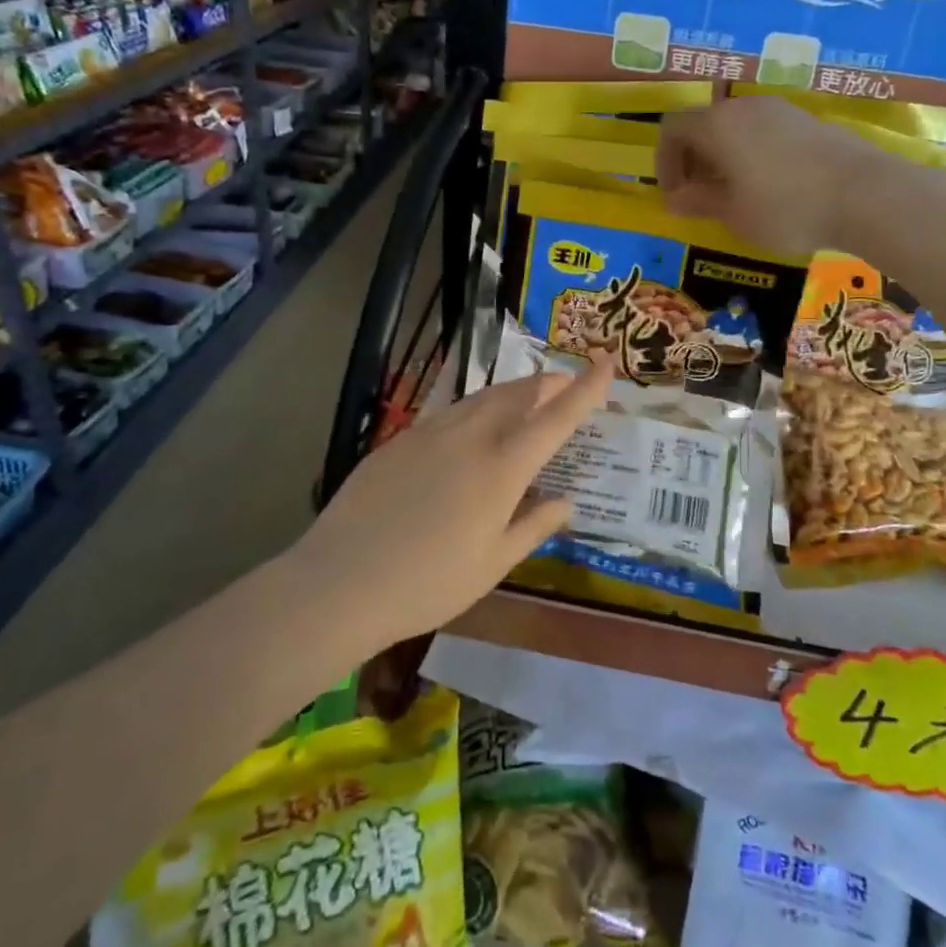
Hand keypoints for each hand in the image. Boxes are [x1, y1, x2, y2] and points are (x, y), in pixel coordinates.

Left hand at [304, 360, 610, 646]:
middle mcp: (470, 436)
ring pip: (481, 398)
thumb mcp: (493, 563)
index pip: (555, 417)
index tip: (605, 364)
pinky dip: (474, 410)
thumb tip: (565, 501)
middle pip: (518, 394)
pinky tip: (470, 428)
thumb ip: (534, 526)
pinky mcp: (400, 440)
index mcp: (502, 466)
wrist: (340, 581)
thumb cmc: (429, 582)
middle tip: (564, 382)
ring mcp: (430, 433)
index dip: (585, 389)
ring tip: (525, 397)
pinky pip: (449, 413)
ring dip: (511, 391)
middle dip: (547, 383)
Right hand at [657, 97, 885, 254]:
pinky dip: (752, 154)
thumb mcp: (734, 213)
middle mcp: (744, 107)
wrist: (864, 194)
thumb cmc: (785, 207)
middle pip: (704, 123)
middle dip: (694, 160)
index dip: (664, 161)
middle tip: (701, 197)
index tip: (675, 194)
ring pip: (736, 127)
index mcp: (717, 125)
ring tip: (735, 194)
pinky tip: (771, 186)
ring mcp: (780, 110)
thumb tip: (675, 199)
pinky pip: (764, 132)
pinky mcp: (807, 120)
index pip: (672, 128)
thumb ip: (699, 202)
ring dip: (724, 157)